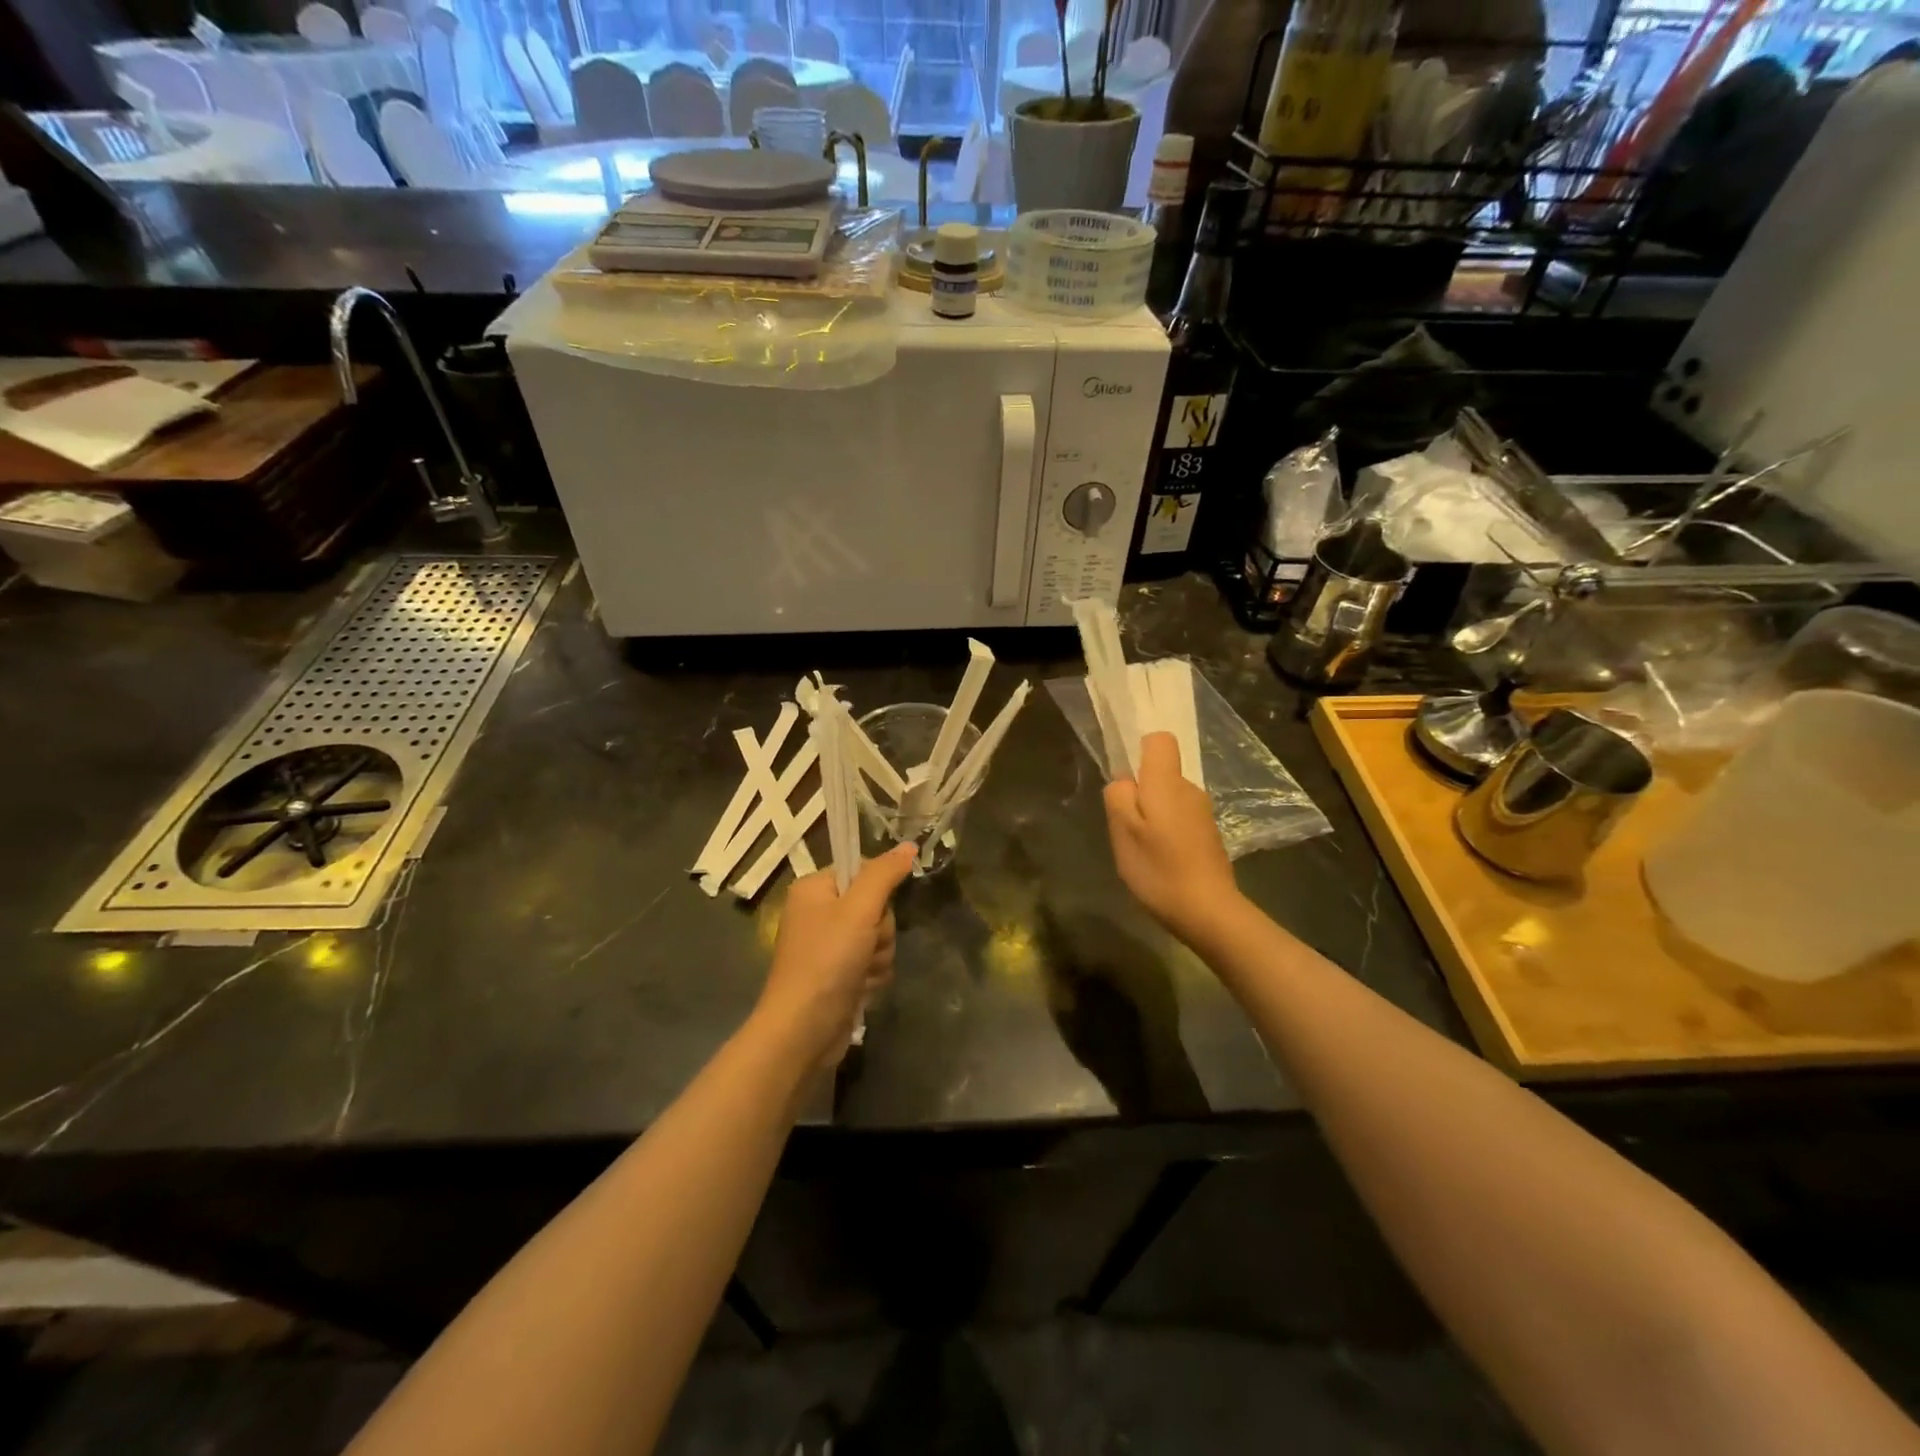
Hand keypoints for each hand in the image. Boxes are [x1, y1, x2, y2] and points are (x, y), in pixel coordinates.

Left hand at [754, 844, 917, 1068]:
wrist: (803, 1030)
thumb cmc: (827, 961)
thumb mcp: (859, 910)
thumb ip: (885, 874)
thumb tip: (909, 845)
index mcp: (814, 889)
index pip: (862, 871)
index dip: (877, 892)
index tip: (872, 912)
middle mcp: (819, 913)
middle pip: (875, 907)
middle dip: (879, 932)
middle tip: (865, 946)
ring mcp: (829, 947)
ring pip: (879, 938)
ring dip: (879, 957)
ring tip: (860, 973)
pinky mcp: (839, 975)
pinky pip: (873, 963)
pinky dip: (872, 976)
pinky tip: (860, 990)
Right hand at [1104, 732, 1239, 941]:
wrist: (1209, 911)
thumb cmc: (1159, 869)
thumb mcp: (1124, 832)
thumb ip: (1118, 797)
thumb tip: (1124, 780)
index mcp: (1167, 783)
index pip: (1160, 740)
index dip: (1140, 749)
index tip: (1126, 779)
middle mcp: (1190, 789)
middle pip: (1161, 772)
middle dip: (1140, 792)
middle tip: (1126, 827)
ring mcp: (1202, 812)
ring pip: (1168, 798)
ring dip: (1152, 816)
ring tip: (1143, 849)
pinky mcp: (1208, 834)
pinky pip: (1179, 818)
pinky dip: (1166, 831)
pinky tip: (1161, 860)